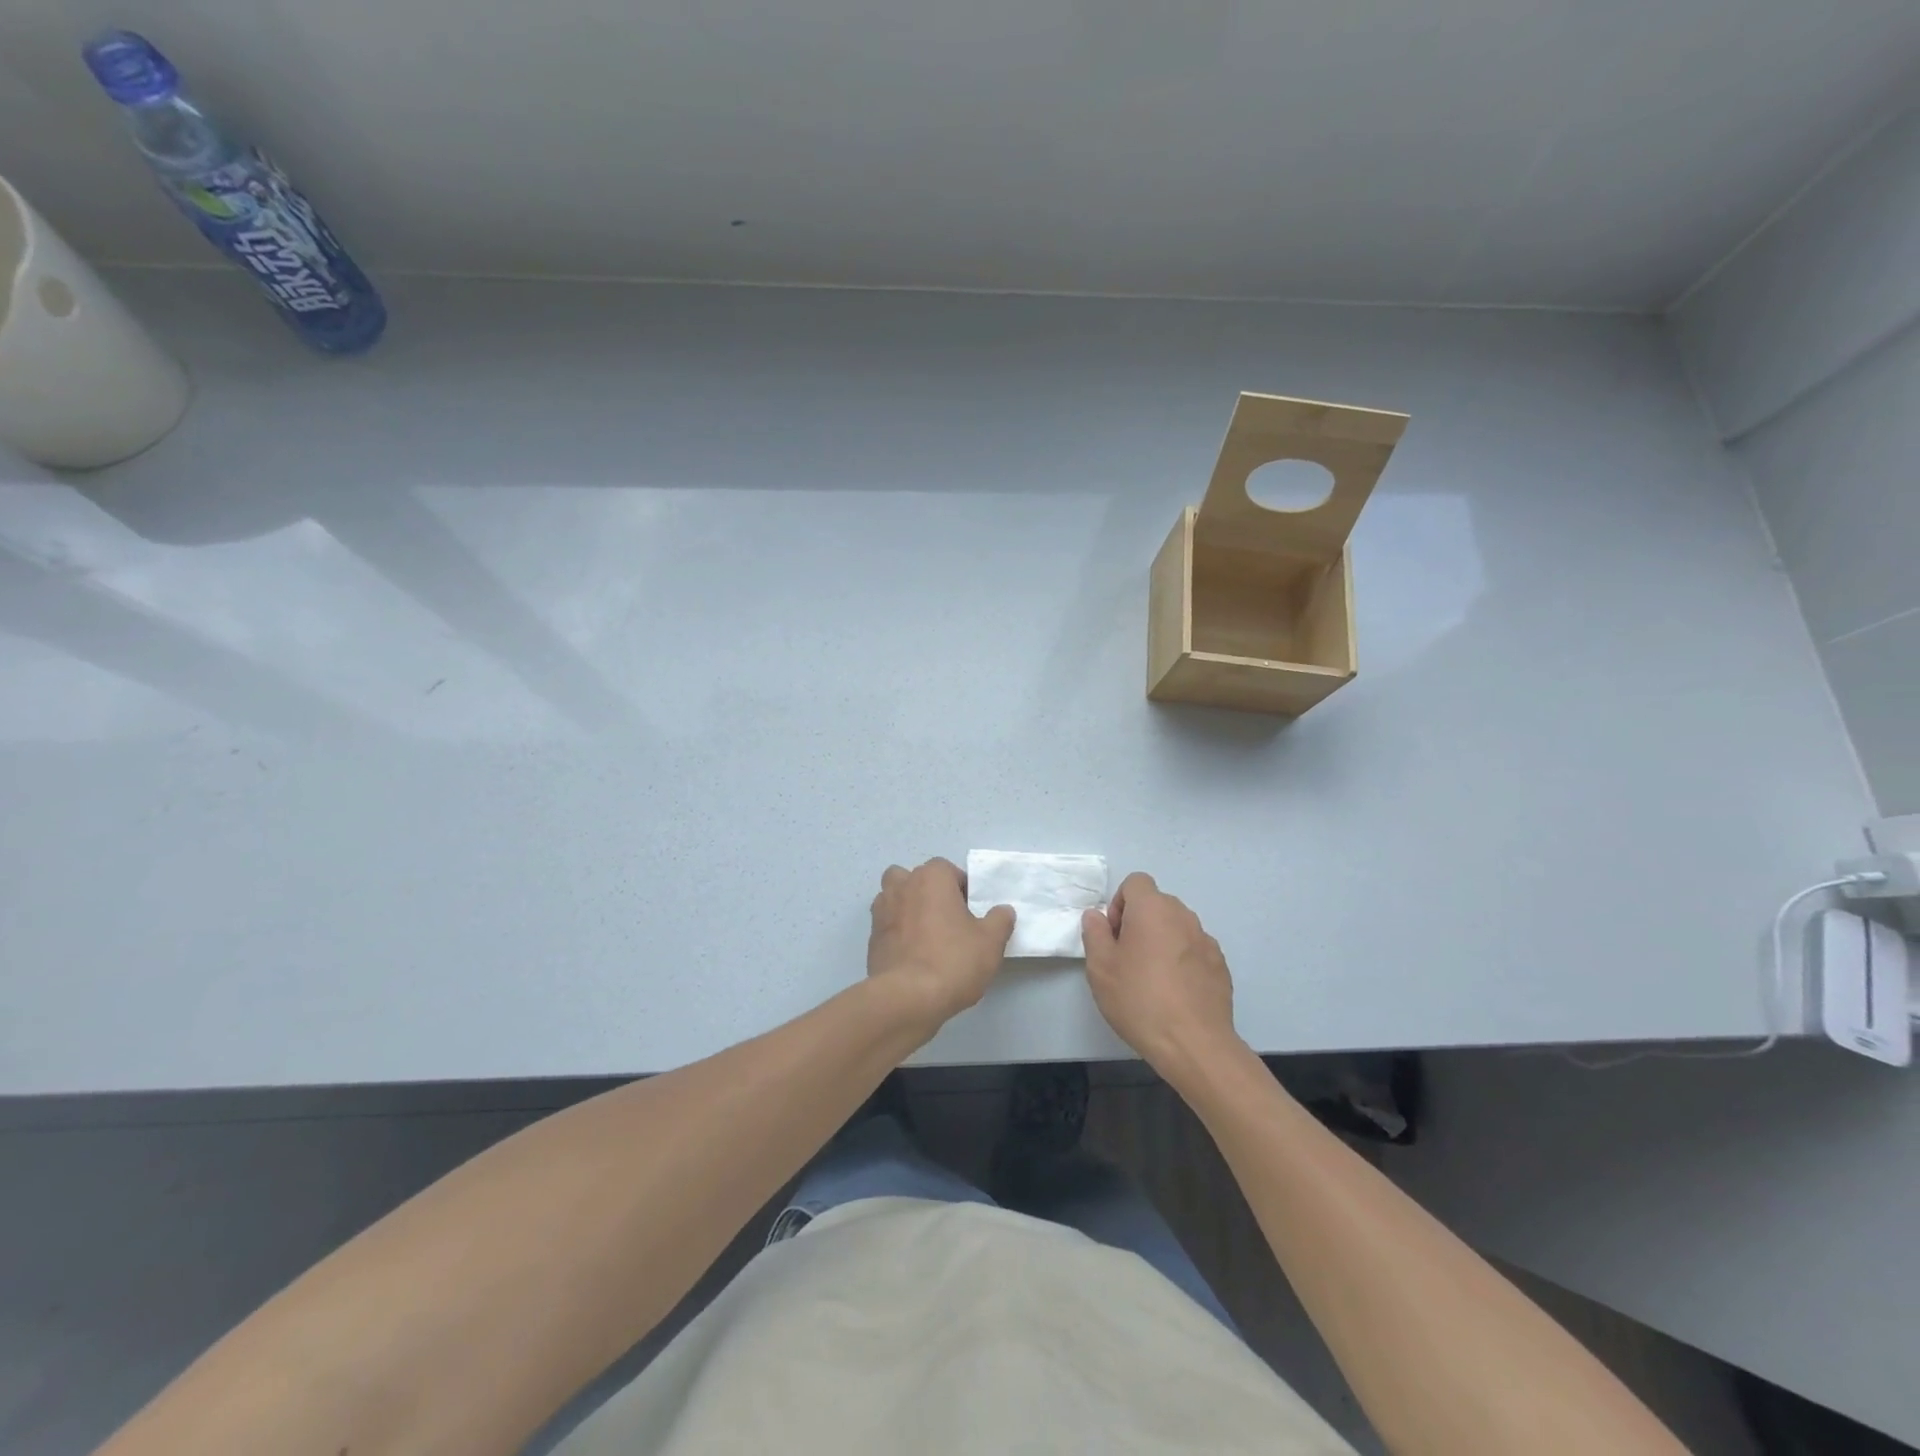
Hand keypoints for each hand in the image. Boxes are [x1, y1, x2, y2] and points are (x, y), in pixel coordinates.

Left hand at [868, 858, 1014, 1031]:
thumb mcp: (991, 942)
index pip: (947, 869)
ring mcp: (882, 911)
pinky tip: (913, 956)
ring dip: (908, 909)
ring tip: (927, 936)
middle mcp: (902, 886)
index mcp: (931, 877)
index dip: (961, 888)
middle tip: (946, 919)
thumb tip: (1003, 911)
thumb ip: (1000, 920)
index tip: (970, 912)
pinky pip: (887, 926)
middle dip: (928, 892)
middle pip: (914, 878)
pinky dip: (897, 933)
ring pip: (894, 898)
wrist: (907, 998)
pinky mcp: (871, 938)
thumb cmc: (953, 960)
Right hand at [1081, 872, 1239, 1078]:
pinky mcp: (1220, 965)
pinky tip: (1175, 993)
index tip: (1115, 936)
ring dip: (1161, 941)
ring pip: (1176, 928)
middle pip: (1156, 904)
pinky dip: (1182, 961)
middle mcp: (1183, 916)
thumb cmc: (1140, 1000)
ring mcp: (1206, 941)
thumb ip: (1095, 933)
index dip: (1119, 903)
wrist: (1194, 1044)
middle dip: (1139, 922)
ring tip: (1151, 979)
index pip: (1135, 882)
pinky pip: (1194, 951)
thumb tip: (1097, 916)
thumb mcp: (1101, 968)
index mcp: (1153, 909)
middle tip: (1127, 959)